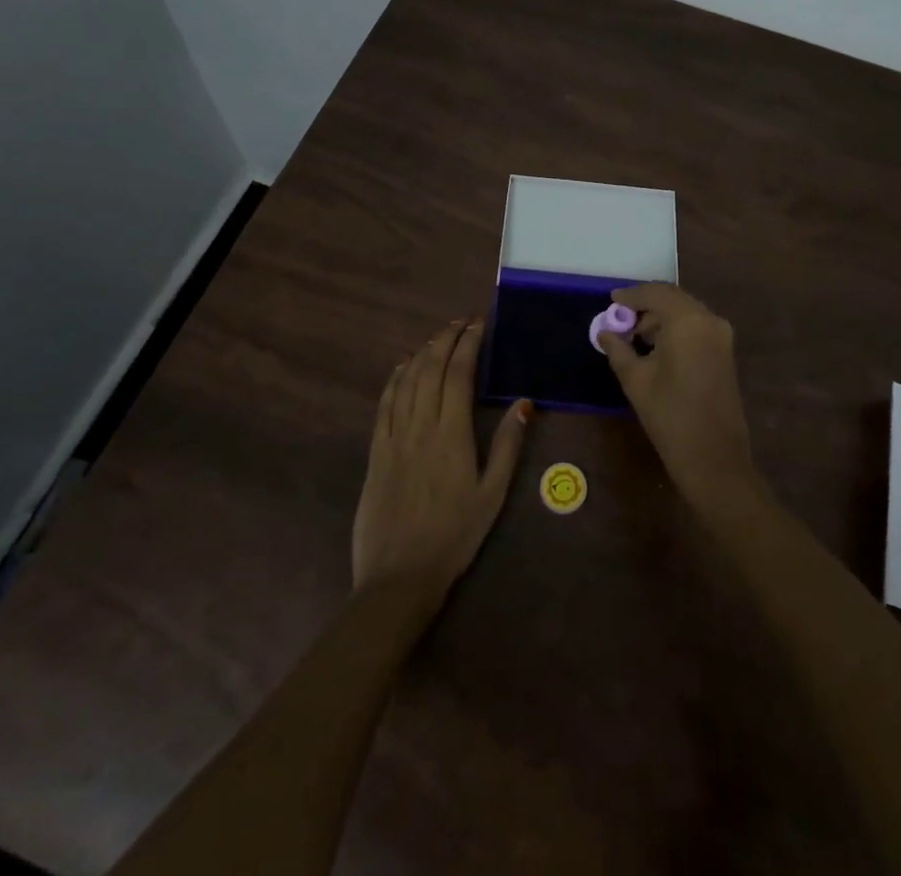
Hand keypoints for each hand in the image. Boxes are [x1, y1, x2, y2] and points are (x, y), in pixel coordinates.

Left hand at [351, 319, 530, 599]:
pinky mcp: (376, 451)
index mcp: (452, 434)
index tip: (478, 324)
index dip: (468, 344)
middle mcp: (421, 425)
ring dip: (422, 352)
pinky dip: (395, 379)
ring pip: (407, 380)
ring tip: (437, 337)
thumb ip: (508, 446)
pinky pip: (384, 404)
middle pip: (431, 369)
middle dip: (446, 339)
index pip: (459, 374)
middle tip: (460, 323)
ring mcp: (394, 436)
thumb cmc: (454, 536)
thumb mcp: (492, 495)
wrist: (399, 576)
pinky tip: (403, 367)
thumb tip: (524, 403)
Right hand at [601, 285, 757, 512]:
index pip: (656, 294)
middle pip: (673, 299)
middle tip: (620, 317)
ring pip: (686, 312)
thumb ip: (618, 349)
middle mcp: (709, 320)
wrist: (714, 459)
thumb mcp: (636, 380)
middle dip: (646, 304)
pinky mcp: (725, 352)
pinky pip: (696, 327)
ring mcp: (721, 336)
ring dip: (661, 317)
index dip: (631, 295)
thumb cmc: (670, 417)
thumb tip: (604, 332)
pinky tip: (656, 346)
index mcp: (688, 322)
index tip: (611, 300)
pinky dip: (675, 328)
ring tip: (634, 335)